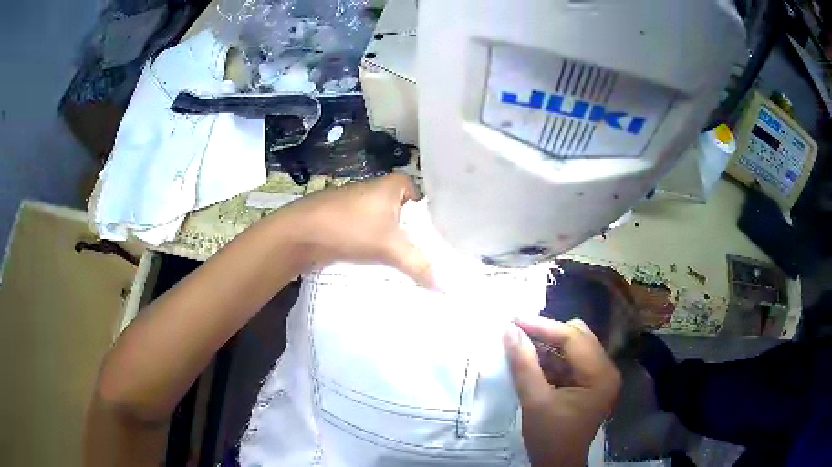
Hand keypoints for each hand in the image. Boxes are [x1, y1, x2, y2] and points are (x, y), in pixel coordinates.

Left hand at [280, 173, 433, 287]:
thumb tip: (445, 286)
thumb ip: (419, 264)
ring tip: (414, 269)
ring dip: (398, 247)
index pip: (425, 204)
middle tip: (433, 262)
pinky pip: (373, 236)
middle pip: (408, 218)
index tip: (442, 247)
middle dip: (417, 239)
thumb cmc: (349, 227)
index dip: (434, 225)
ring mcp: (361, 207)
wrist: (299, 233)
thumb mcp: (389, 246)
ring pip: (389, 229)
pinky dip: (380, 249)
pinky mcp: (347, 222)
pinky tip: (386, 268)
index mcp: (393, 185)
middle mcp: (379, 191)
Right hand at [504, 316, 620, 466]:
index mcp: (600, 374)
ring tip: (521, 343)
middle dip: (547, 333)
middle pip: (578, 337)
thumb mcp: (535, 401)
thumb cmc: (549, 437)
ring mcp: (599, 377)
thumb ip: (524, 364)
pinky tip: (532, 361)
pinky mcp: (590, 385)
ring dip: (548, 345)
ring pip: (574, 348)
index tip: (514, 318)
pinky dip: (552, 360)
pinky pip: (571, 362)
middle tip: (517, 331)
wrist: (557, 466)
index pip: (573, 338)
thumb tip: (509, 330)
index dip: (542, 326)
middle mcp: (606, 370)